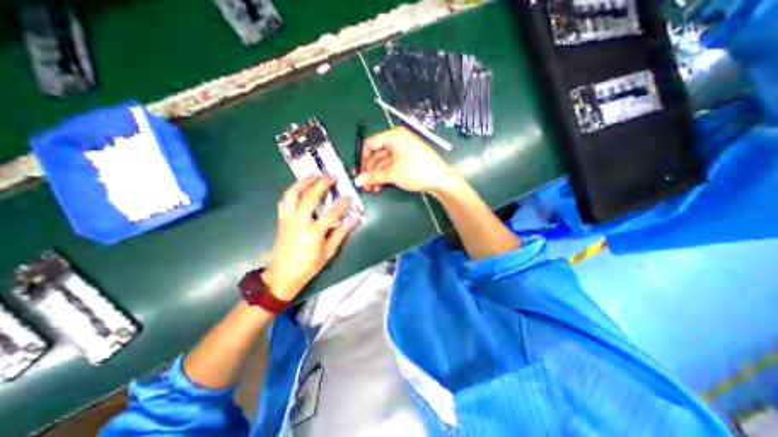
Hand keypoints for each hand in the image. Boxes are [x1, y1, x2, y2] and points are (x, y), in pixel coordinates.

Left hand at [260, 174, 357, 299]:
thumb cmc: (308, 266)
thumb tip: (354, 219)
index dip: (342, 205)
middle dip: (321, 184)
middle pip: (309, 197)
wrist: (283, 275)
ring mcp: (287, 220)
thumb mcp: (328, 252)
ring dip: (303, 183)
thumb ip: (341, 233)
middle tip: (330, 177)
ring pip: (292, 194)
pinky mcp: (281, 220)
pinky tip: (300, 189)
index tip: (349, 197)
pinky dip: (292, 192)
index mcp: (313, 233)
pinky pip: (284, 201)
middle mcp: (299, 222)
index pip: (331, 214)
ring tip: (313, 176)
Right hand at [354, 126, 460, 194]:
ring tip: (371, 188)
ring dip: (376, 175)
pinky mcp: (407, 160)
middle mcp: (398, 140)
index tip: (357, 173)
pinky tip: (379, 186)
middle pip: (377, 154)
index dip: (362, 159)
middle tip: (364, 184)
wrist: (440, 180)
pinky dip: (385, 175)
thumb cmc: (416, 171)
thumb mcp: (392, 174)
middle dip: (369, 170)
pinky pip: (392, 165)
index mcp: (394, 136)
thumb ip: (373, 176)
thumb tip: (357, 181)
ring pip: (384, 162)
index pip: (371, 144)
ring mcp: (403, 150)